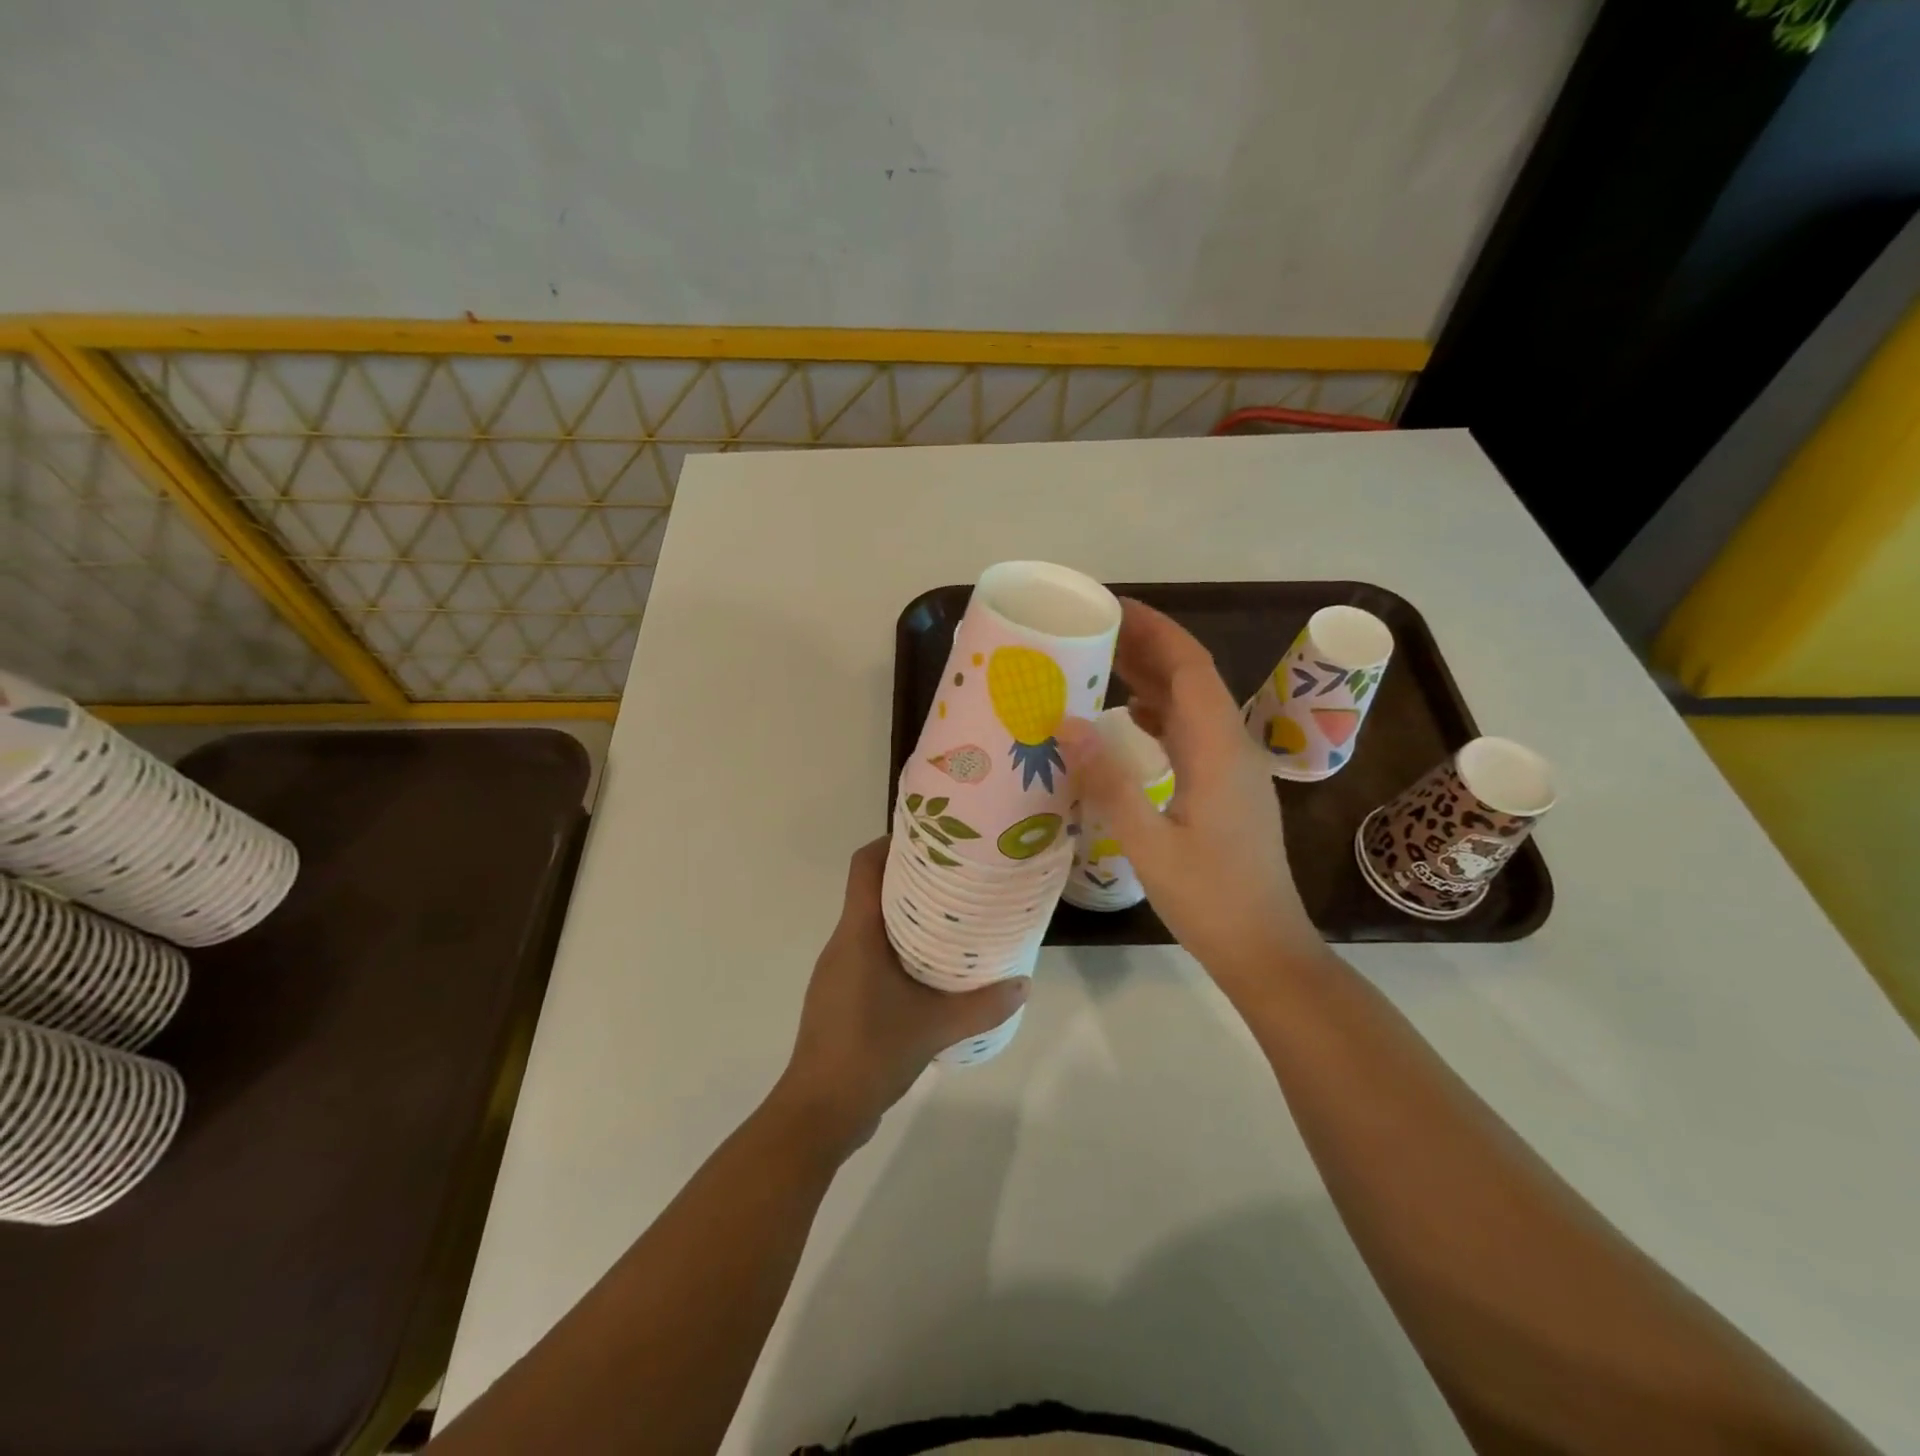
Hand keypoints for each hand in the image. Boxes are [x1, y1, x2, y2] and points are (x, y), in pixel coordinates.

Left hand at [775, 839, 1028, 1154]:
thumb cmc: (870, 1052)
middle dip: (910, 877)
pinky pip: (868, 952)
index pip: (864, 865)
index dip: (891, 842)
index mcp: (857, 933)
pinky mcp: (839, 995)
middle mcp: (842, 942)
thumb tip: (1024, 984)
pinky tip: (927, 970)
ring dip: (904, 915)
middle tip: (956, 876)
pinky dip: (896, 947)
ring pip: (870, 923)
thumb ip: (983, 1005)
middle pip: (871, 890)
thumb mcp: (936, 1027)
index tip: (931, 837)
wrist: (819, 1111)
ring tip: (950, 918)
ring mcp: (837, 970)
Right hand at [1059, 599, 1323, 991]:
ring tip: (1101, 664)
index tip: (1110, 607)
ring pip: (1192, 704)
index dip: (1154, 630)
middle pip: (1192, 678)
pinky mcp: (1227, 788)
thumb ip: (1109, 782)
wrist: (1265, 949)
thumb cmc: (1210, 900)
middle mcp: (1232, 746)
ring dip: (1152, 678)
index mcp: (1219, 749)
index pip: (1189, 667)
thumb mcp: (1149, 844)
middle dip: (1147, 646)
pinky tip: (1130, 718)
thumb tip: (1066, 722)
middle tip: (1092, 630)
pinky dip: (1160, 713)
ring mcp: (1233, 768)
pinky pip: (1192, 732)